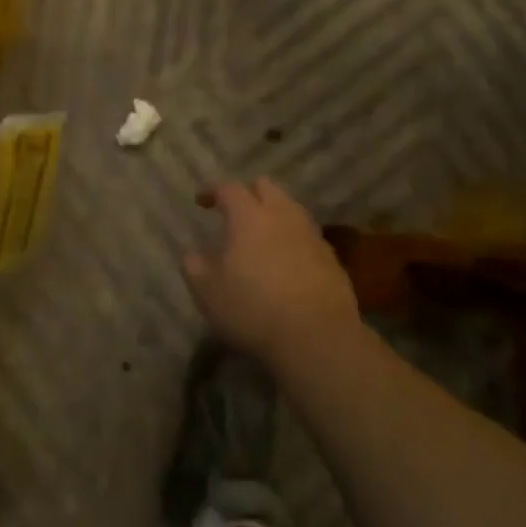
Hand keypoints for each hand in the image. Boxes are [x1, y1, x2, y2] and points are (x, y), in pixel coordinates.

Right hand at [183, 179, 361, 364]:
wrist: (318, 339)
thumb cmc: (253, 310)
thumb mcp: (209, 293)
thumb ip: (195, 267)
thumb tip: (193, 254)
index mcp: (249, 218)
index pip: (229, 189)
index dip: (213, 191)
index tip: (201, 202)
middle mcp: (283, 217)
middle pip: (266, 187)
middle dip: (248, 193)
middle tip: (234, 213)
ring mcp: (311, 236)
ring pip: (291, 209)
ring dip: (273, 214)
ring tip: (260, 237)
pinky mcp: (332, 258)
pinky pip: (307, 235)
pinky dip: (292, 239)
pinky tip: (285, 263)